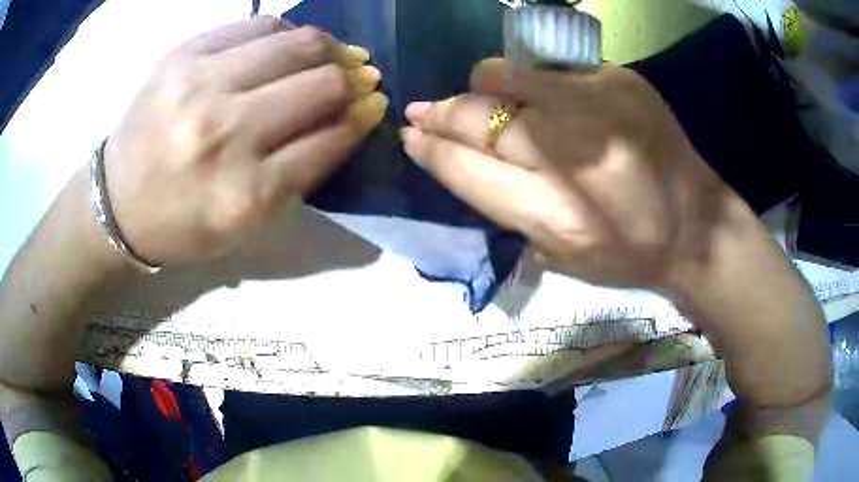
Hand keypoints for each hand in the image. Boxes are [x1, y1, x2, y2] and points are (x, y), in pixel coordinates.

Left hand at [105, 16, 387, 265]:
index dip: (362, 117)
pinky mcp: (183, 55)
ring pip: (296, 43)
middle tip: (360, 77)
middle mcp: (225, 134)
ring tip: (334, 54)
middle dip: (353, 79)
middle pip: (320, 84)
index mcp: (244, 194)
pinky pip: (257, 26)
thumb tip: (349, 117)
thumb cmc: (182, 224)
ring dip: (329, 48)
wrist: (116, 204)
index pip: (329, 139)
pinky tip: (288, 45)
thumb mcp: (245, 225)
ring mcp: (200, 86)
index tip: (375, 105)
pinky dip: (285, 32)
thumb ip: (300, 175)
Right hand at [402, 59, 746, 290]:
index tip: (409, 136)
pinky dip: (529, 79)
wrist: (696, 227)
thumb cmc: (628, 254)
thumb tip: (457, 157)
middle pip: (479, 119)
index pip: (467, 170)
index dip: (430, 150)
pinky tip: (534, 95)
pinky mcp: (621, 80)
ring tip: (478, 98)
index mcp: (556, 217)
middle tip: (421, 112)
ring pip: (505, 76)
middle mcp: (574, 156)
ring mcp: (599, 107)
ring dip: (480, 87)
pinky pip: (550, 68)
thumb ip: (506, 206)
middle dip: (440, 114)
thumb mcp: (560, 255)